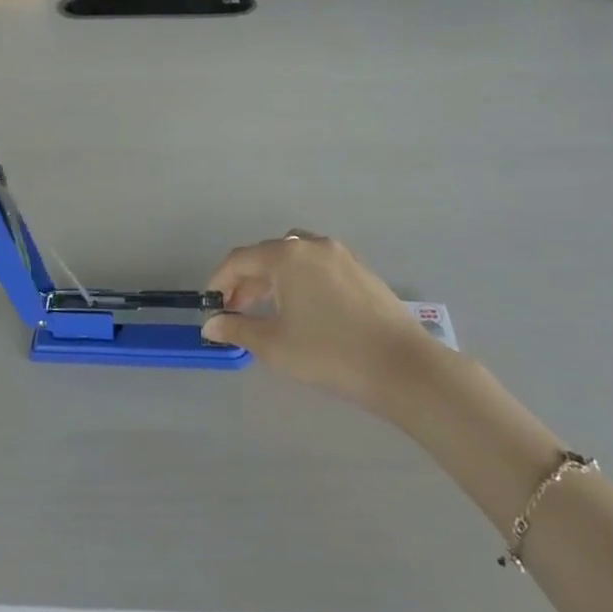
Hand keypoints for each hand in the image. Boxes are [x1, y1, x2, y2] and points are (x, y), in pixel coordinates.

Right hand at [201, 232, 432, 407]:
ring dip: (274, 279)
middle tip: (237, 312)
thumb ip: (238, 328)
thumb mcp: (274, 344)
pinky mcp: (361, 270)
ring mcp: (341, 255)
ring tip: (269, 310)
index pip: (240, 259)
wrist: (401, 366)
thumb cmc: (329, 352)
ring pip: (295, 258)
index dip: (220, 281)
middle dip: (247, 281)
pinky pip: (318, 266)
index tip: (211, 305)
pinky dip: (301, 280)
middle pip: (267, 255)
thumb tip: (211, 324)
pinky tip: (305, 310)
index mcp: (287, 255)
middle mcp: (312, 245)